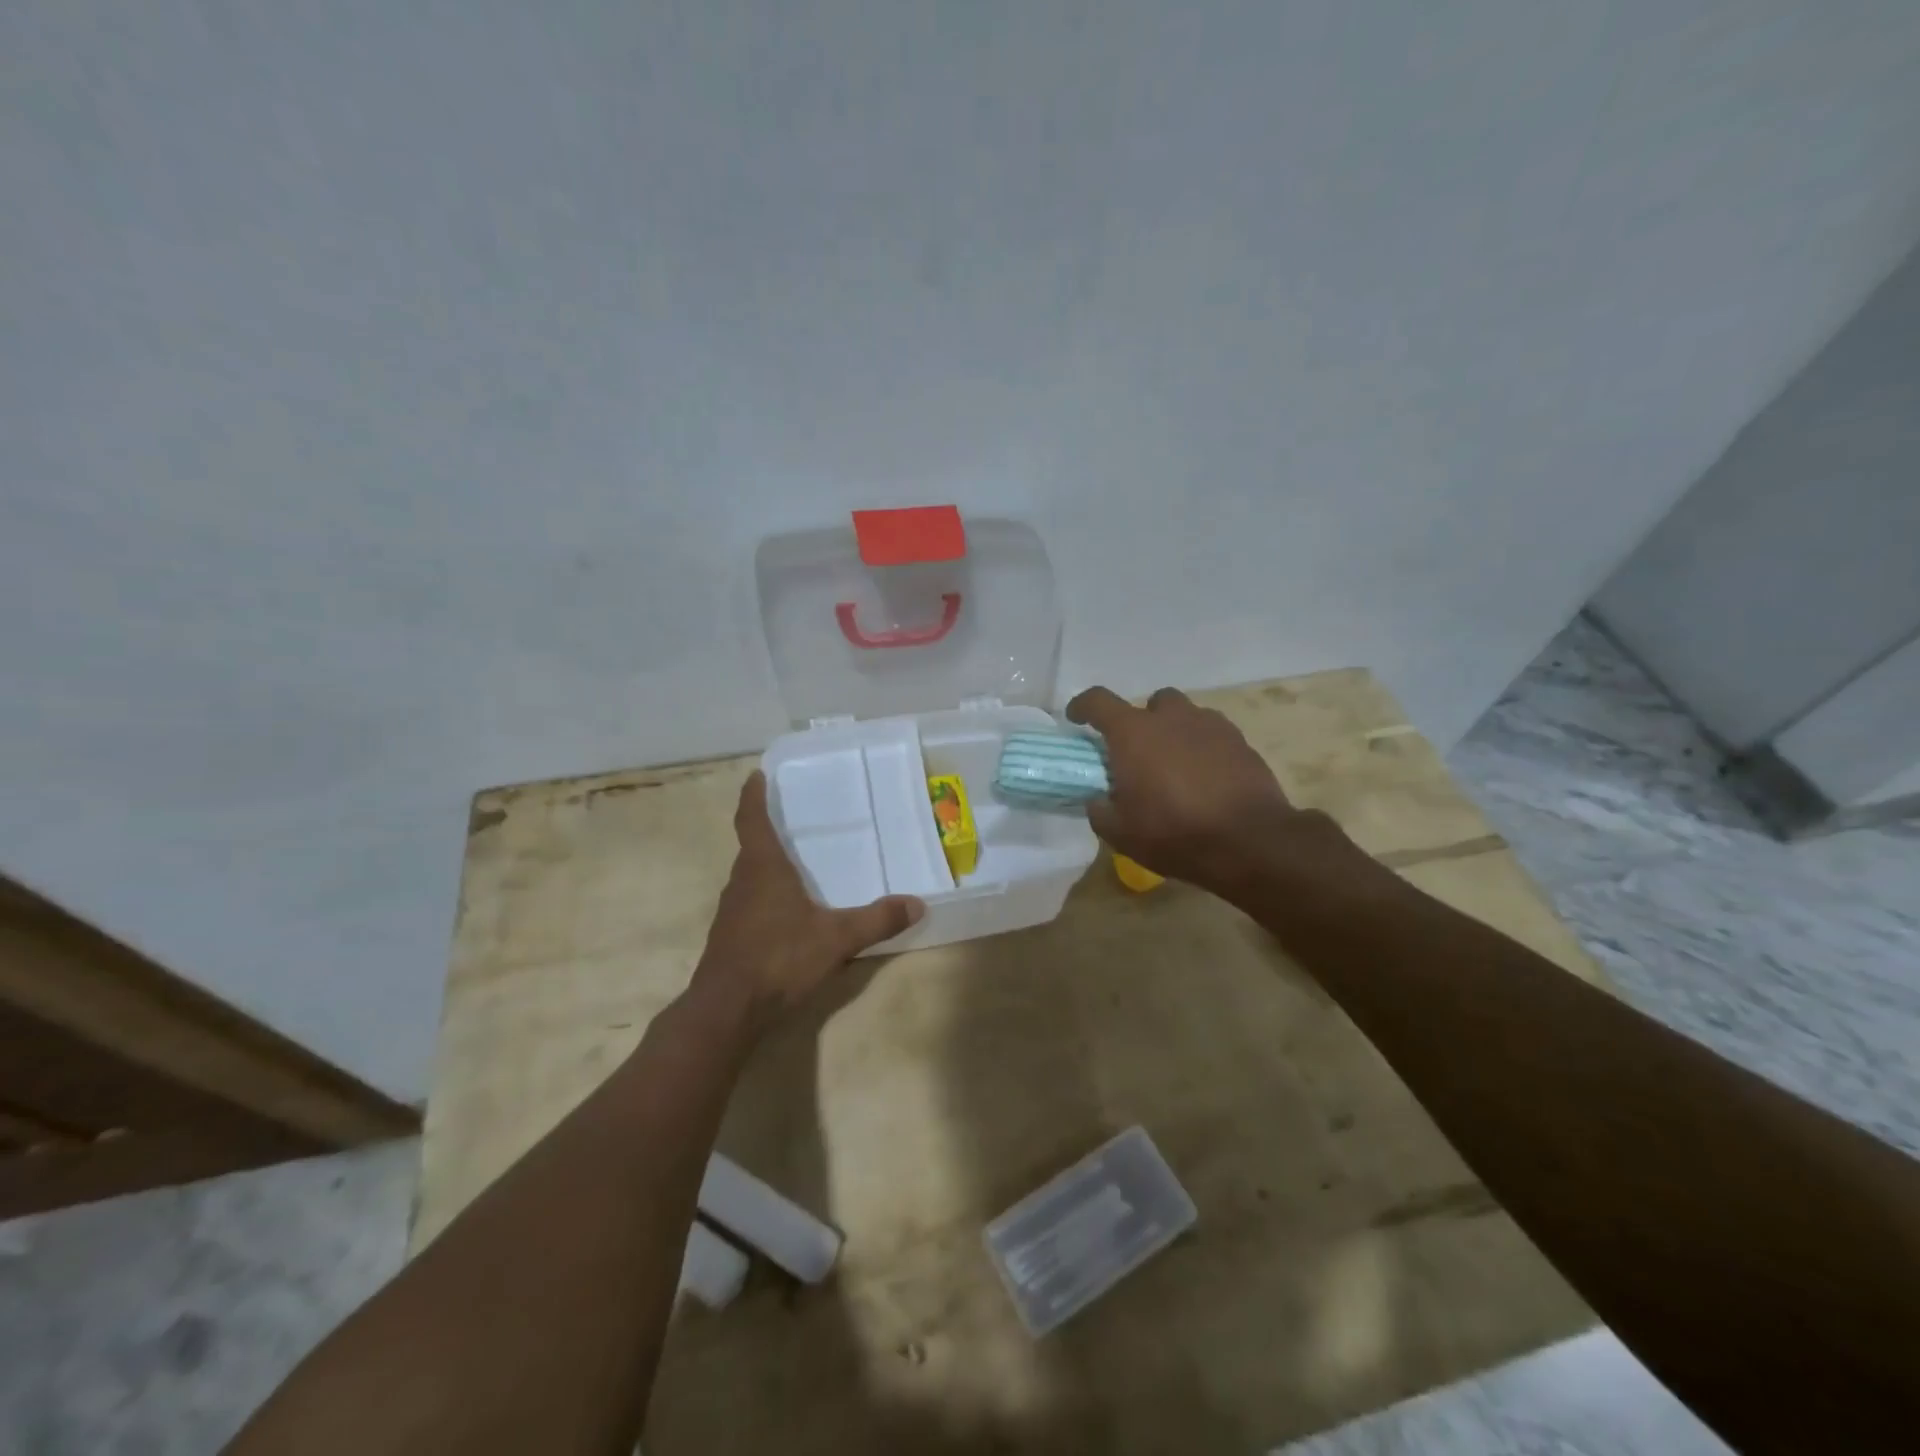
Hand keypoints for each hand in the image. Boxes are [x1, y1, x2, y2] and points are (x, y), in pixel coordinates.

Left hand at [689, 772, 923, 1036]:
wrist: (727, 1010)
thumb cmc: (778, 959)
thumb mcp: (836, 939)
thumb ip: (876, 920)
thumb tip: (917, 903)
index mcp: (762, 868)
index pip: (751, 820)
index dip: (753, 796)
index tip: (756, 775)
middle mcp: (741, 882)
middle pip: (751, 848)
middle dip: (768, 832)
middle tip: (794, 821)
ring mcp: (731, 912)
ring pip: (750, 878)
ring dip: (767, 867)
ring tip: (795, 865)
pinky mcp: (729, 937)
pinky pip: (749, 904)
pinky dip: (766, 897)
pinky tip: (787, 914)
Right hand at [1066, 685, 1329, 896]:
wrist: (1249, 841)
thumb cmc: (1174, 833)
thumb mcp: (1120, 833)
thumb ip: (1100, 810)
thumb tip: (1097, 799)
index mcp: (1133, 733)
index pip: (1098, 701)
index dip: (1082, 706)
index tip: (1076, 719)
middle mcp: (1171, 718)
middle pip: (1150, 703)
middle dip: (1141, 722)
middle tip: (1138, 754)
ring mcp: (1210, 725)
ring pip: (1185, 715)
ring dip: (1175, 732)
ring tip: (1175, 766)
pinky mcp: (1240, 741)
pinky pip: (1213, 734)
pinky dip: (1203, 747)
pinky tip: (1205, 777)